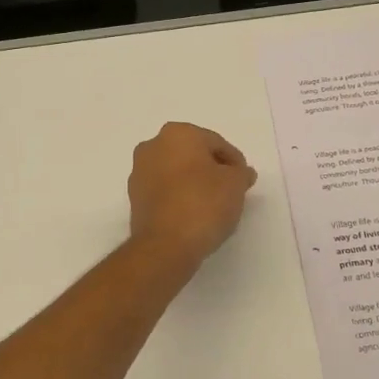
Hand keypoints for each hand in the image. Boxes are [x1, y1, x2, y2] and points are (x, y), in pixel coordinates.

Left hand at [128, 123, 257, 267]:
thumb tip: (240, 172)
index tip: (244, 181)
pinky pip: (165, 191)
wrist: (165, 245)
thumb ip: (241, 173)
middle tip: (231, 191)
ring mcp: (139, 172)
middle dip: (212, 170)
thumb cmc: (203, 204)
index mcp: (177, 133)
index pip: (216, 143)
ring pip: (176, 172)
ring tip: (213, 205)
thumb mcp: (235, 184)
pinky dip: (179, 197)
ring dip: (194, 183)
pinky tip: (194, 214)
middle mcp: (153, 146)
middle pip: (193, 155)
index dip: (234, 162)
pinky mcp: (134, 198)